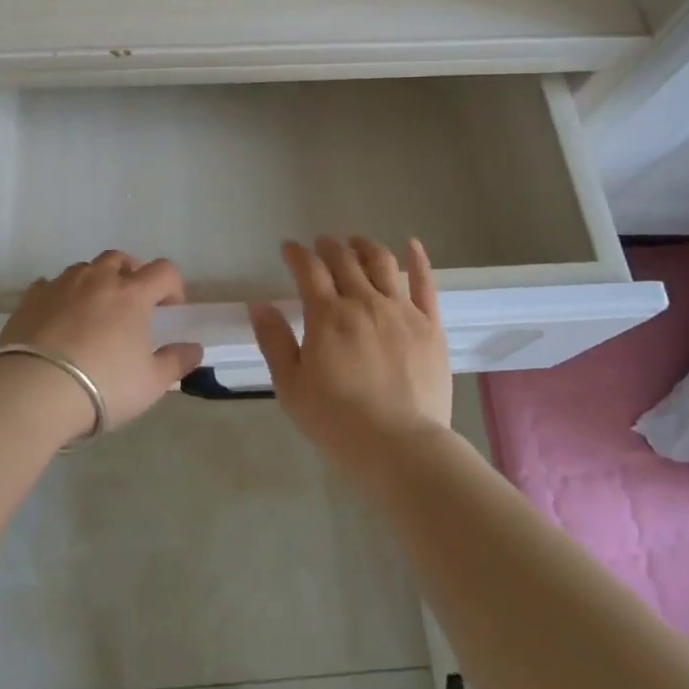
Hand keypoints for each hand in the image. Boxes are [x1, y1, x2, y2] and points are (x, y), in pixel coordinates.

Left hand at [0, 251, 203, 429]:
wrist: (33, 391)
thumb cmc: (102, 386)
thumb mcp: (150, 383)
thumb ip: (176, 362)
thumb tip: (195, 349)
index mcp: (132, 294)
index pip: (163, 271)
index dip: (172, 285)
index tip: (171, 307)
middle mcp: (97, 280)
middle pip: (120, 259)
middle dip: (131, 273)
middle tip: (132, 301)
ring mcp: (60, 285)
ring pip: (84, 268)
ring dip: (95, 281)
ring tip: (94, 310)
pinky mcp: (30, 299)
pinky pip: (50, 285)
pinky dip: (60, 294)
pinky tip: (58, 317)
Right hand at [250, 236, 452, 474]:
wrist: (401, 447)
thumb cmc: (337, 421)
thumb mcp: (291, 387)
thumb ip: (274, 341)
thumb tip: (259, 305)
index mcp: (328, 315)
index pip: (308, 270)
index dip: (297, 254)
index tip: (289, 248)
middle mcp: (364, 302)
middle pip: (344, 260)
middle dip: (329, 247)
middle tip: (321, 244)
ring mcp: (401, 311)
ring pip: (382, 263)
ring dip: (365, 246)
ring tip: (356, 242)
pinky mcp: (430, 325)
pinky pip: (425, 283)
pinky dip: (418, 259)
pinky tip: (411, 244)